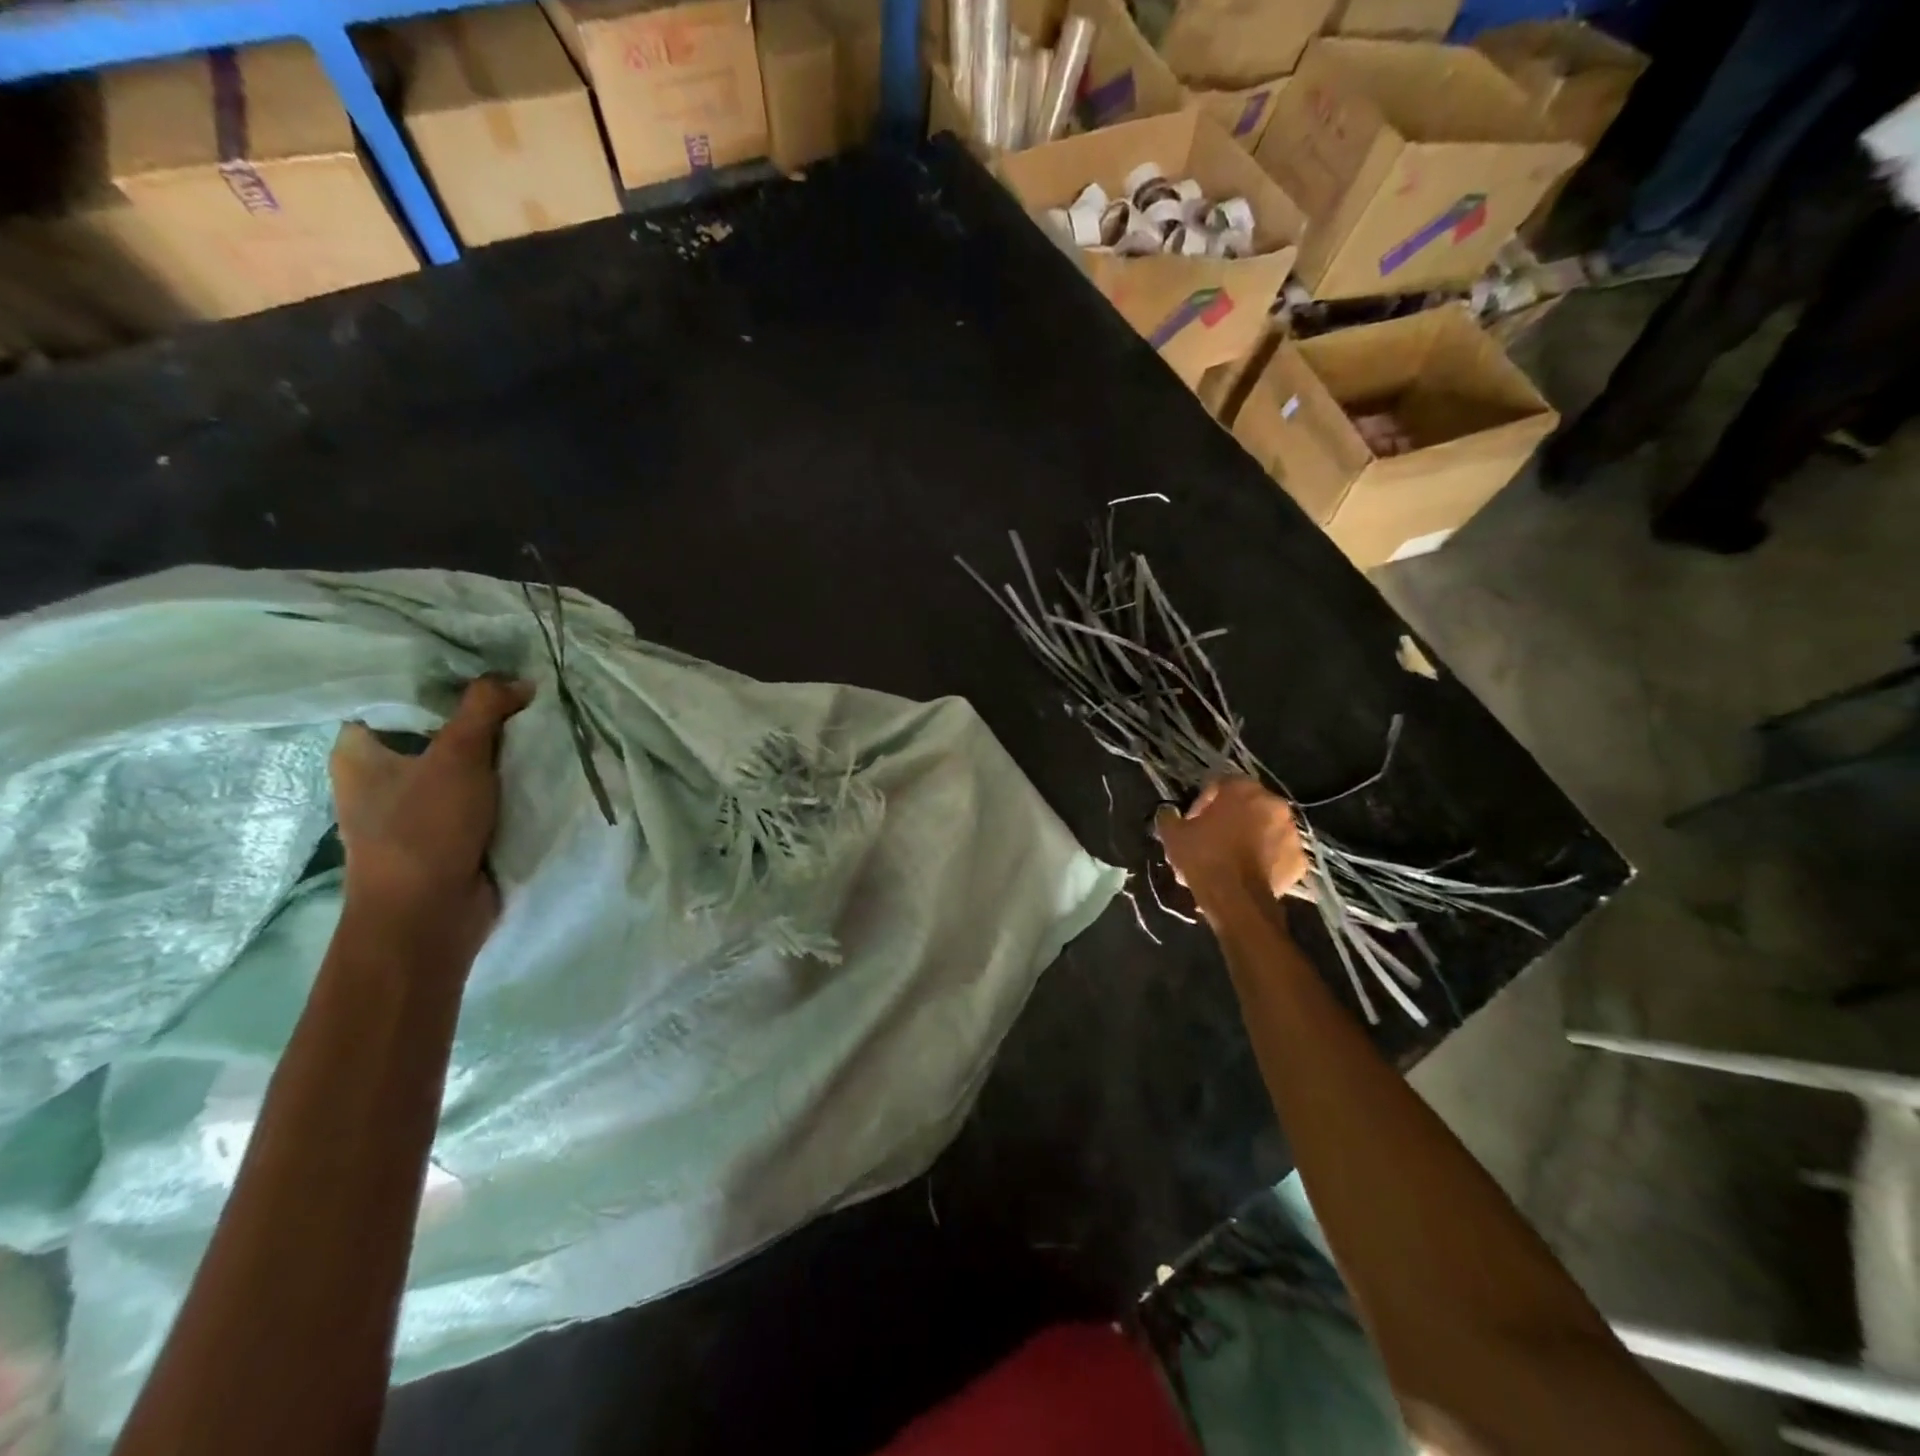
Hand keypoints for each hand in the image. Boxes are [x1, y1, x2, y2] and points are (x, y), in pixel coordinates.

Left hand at [329, 677, 532, 954]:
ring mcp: (417, 804)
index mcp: (360, 751)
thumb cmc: (424, 828)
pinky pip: (481, 790)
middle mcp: (383, 774)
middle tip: (521, 686)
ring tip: (537, 717)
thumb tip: (521, 680)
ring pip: (463, 760)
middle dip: (479, 713)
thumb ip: (486, 708)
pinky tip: (536, 759)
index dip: (439, 676)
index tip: (485, 659)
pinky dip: (504, 779)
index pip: (396, 696)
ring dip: (497, 748)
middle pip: (437, 727)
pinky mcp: (450, 828)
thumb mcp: (458, 755)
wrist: (430, 915)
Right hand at [1154, 778, 1307, 914]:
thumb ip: (1169, 817)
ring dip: (1250, 837)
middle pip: (1247, 805)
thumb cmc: (1204, 858)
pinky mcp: (1299, 860)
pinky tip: (1248, 872)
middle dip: (1230, 818)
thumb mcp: (1173, 835)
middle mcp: (1273, 804)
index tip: (1192, 822)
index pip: (1220, 785)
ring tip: (1230, 858)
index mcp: (1243, 789)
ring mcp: (1291, 832)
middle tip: (1212, 838)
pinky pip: (1279, 853)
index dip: (1203, 803)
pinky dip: (1267, 859)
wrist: (1236, 900)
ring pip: (1266, 829)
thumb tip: (1168, 813)